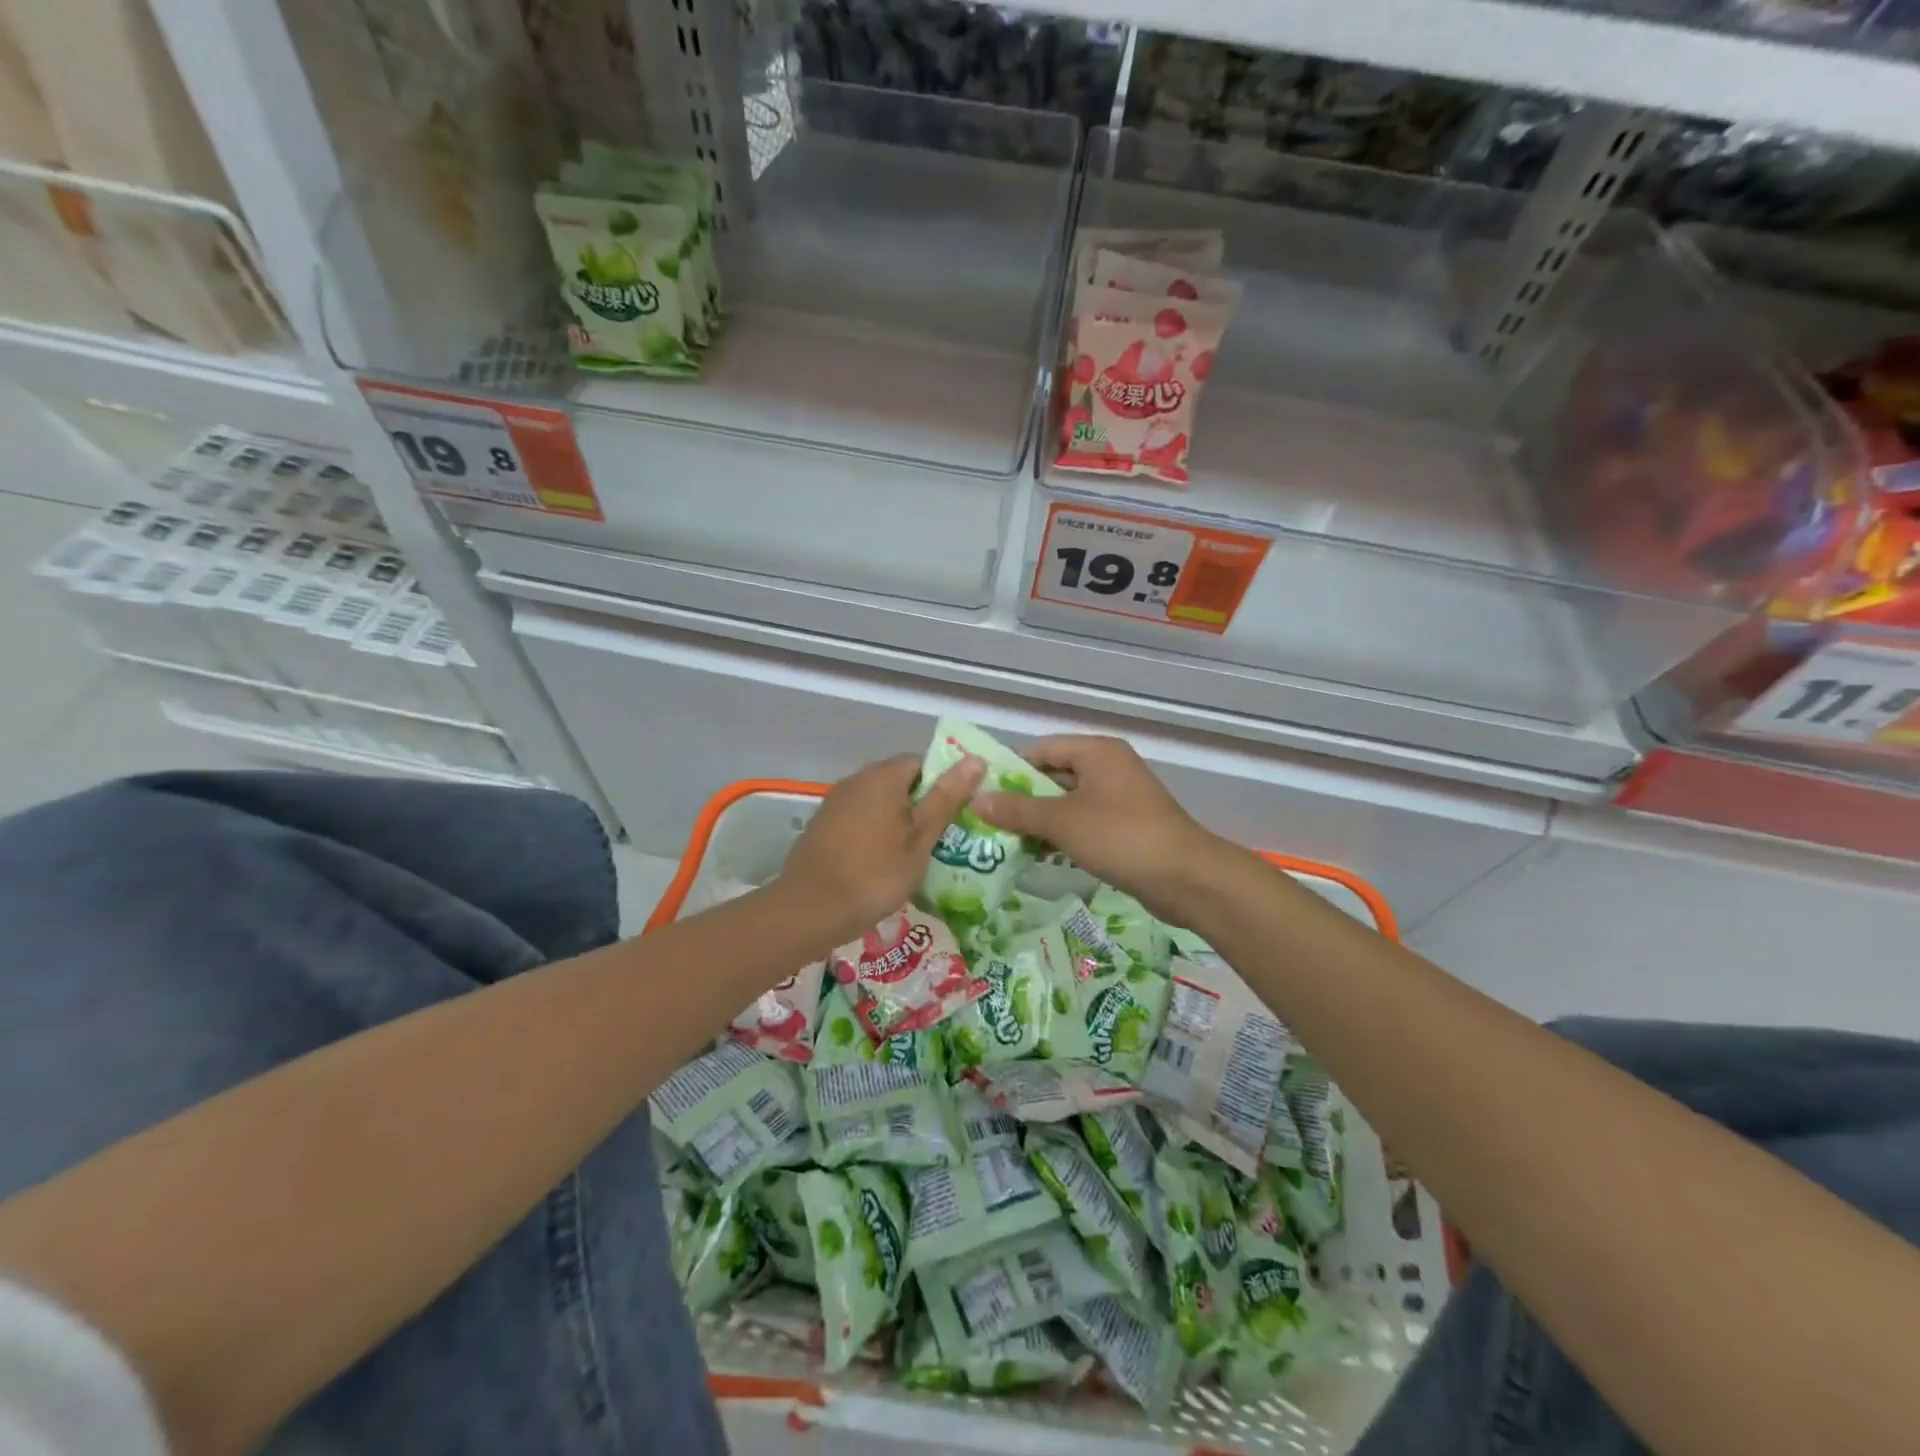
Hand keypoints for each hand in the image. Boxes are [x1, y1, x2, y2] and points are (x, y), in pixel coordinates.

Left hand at [775, 754, 985, 948]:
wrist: (809, 909)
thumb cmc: (875, 873)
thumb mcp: (921, 838)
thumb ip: (946, 797)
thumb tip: (975, 759)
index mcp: (884, 775)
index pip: (924, 762)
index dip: (945, 784)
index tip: (958, 814)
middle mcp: (857, 779)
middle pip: (900, 781)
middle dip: (922, 805)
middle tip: (943, 839)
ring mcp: (836, 802)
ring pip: (879, 802)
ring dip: (899, 821)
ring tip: (917, 855)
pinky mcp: (823, 826)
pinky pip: (860, 819)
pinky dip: (876, 833)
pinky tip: (883, 863)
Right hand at [971, 736, 1230, 920]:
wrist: (1185, 877)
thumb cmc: (1120, 836)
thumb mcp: (1061, 822)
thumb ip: (1017, 810)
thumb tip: (976, 800)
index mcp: (1096, 752)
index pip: (1041, 749)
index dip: (1010, 770)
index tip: (981, 794)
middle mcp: (1109, 767)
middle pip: (1054, 776)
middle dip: (1022, 800)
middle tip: (987, 822)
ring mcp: (1120, 798)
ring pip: (1068, 803)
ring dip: (1040, 822)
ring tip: (1004, 842)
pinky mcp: (1127, 827)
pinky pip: (1085, 823)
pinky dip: (1062, 836)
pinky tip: (1038, 855)